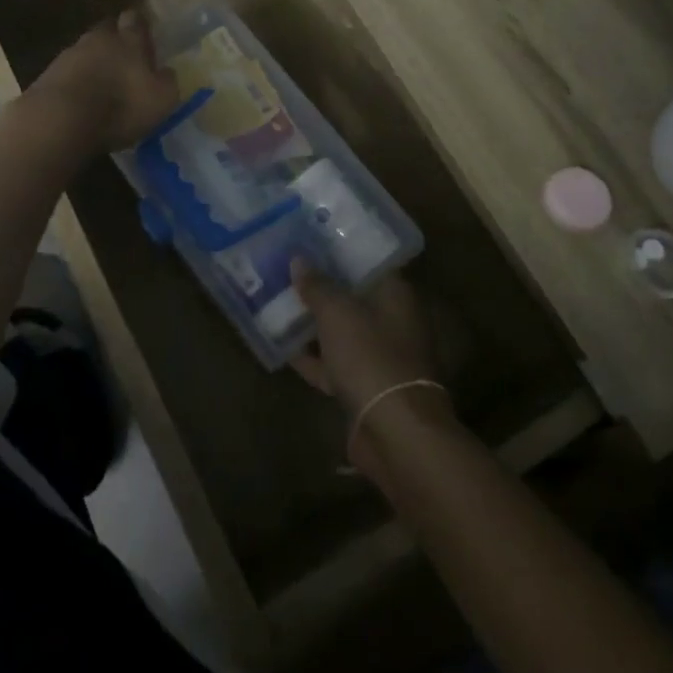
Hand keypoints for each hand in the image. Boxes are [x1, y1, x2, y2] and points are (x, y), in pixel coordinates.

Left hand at [25, 9, 179, 153]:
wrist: (60, 119)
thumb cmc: (120, 106)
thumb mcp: (161, 99)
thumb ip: (167, 82)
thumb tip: (166, 71)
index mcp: (129, 41)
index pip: (136, 20)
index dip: (140, 24)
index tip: (144, 31)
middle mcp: (99, 39)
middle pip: (107, 31)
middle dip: (115, 40)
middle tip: (124, 57)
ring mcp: (69, 55)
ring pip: (86, 50)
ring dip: (93, 61)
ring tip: (100, 81)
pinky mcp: (48, 75)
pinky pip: (68, 71)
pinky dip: (76, 80)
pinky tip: (80, 96)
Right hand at [290, 260, 446, 472]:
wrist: (394, 432)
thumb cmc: (370, 357)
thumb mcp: (338, 313)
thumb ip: (318, 286)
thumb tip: (300, 260)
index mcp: (395, 296)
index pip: (368, 263)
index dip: (340, 251)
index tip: (311, 240)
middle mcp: (391, 322)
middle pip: (352, 297)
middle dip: (322, 287)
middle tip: (287, 269)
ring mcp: (377, 357)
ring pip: (340, 331)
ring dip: (313, 322)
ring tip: (277, 303)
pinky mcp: (362, 386)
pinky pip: (332, 364)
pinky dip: (311, 357)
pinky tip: (282, 346)